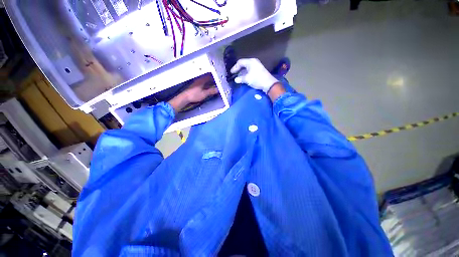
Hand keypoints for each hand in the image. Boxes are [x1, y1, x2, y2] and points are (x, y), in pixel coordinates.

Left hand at [168, 74, 218, 112]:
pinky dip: (206, 85)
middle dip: (212, 80)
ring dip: (209, 82)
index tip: (218, 78)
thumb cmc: (194, 95)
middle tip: (217, 82)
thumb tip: (217, 90)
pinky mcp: (195, 86)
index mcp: (201, 81)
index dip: (214, 77)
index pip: (209, 76)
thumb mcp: (204, 94)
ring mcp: (196, 83)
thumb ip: (211, 91)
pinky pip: (202, 83)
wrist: (185, 97)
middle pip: (207, 78)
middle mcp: (199, 80)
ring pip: (204, 81)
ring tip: (213, 84)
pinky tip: (207, 88)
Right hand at [230, 58, 278, 92]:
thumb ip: (240, 79)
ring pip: (247, 68)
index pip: (240, 62)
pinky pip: (250, 70)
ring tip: (238, 77)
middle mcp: (253, 62)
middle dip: (238, 69)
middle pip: (243, 64)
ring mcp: (257, 66)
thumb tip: (236, 80)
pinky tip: (244, 78)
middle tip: (234, 74)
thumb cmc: (257, 79)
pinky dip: (246, 74)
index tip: (231, 73)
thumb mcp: (247, 79)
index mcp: (250, 62)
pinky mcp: (258, 71)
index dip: (235, 67)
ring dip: (242, 72)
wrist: (268, 84)